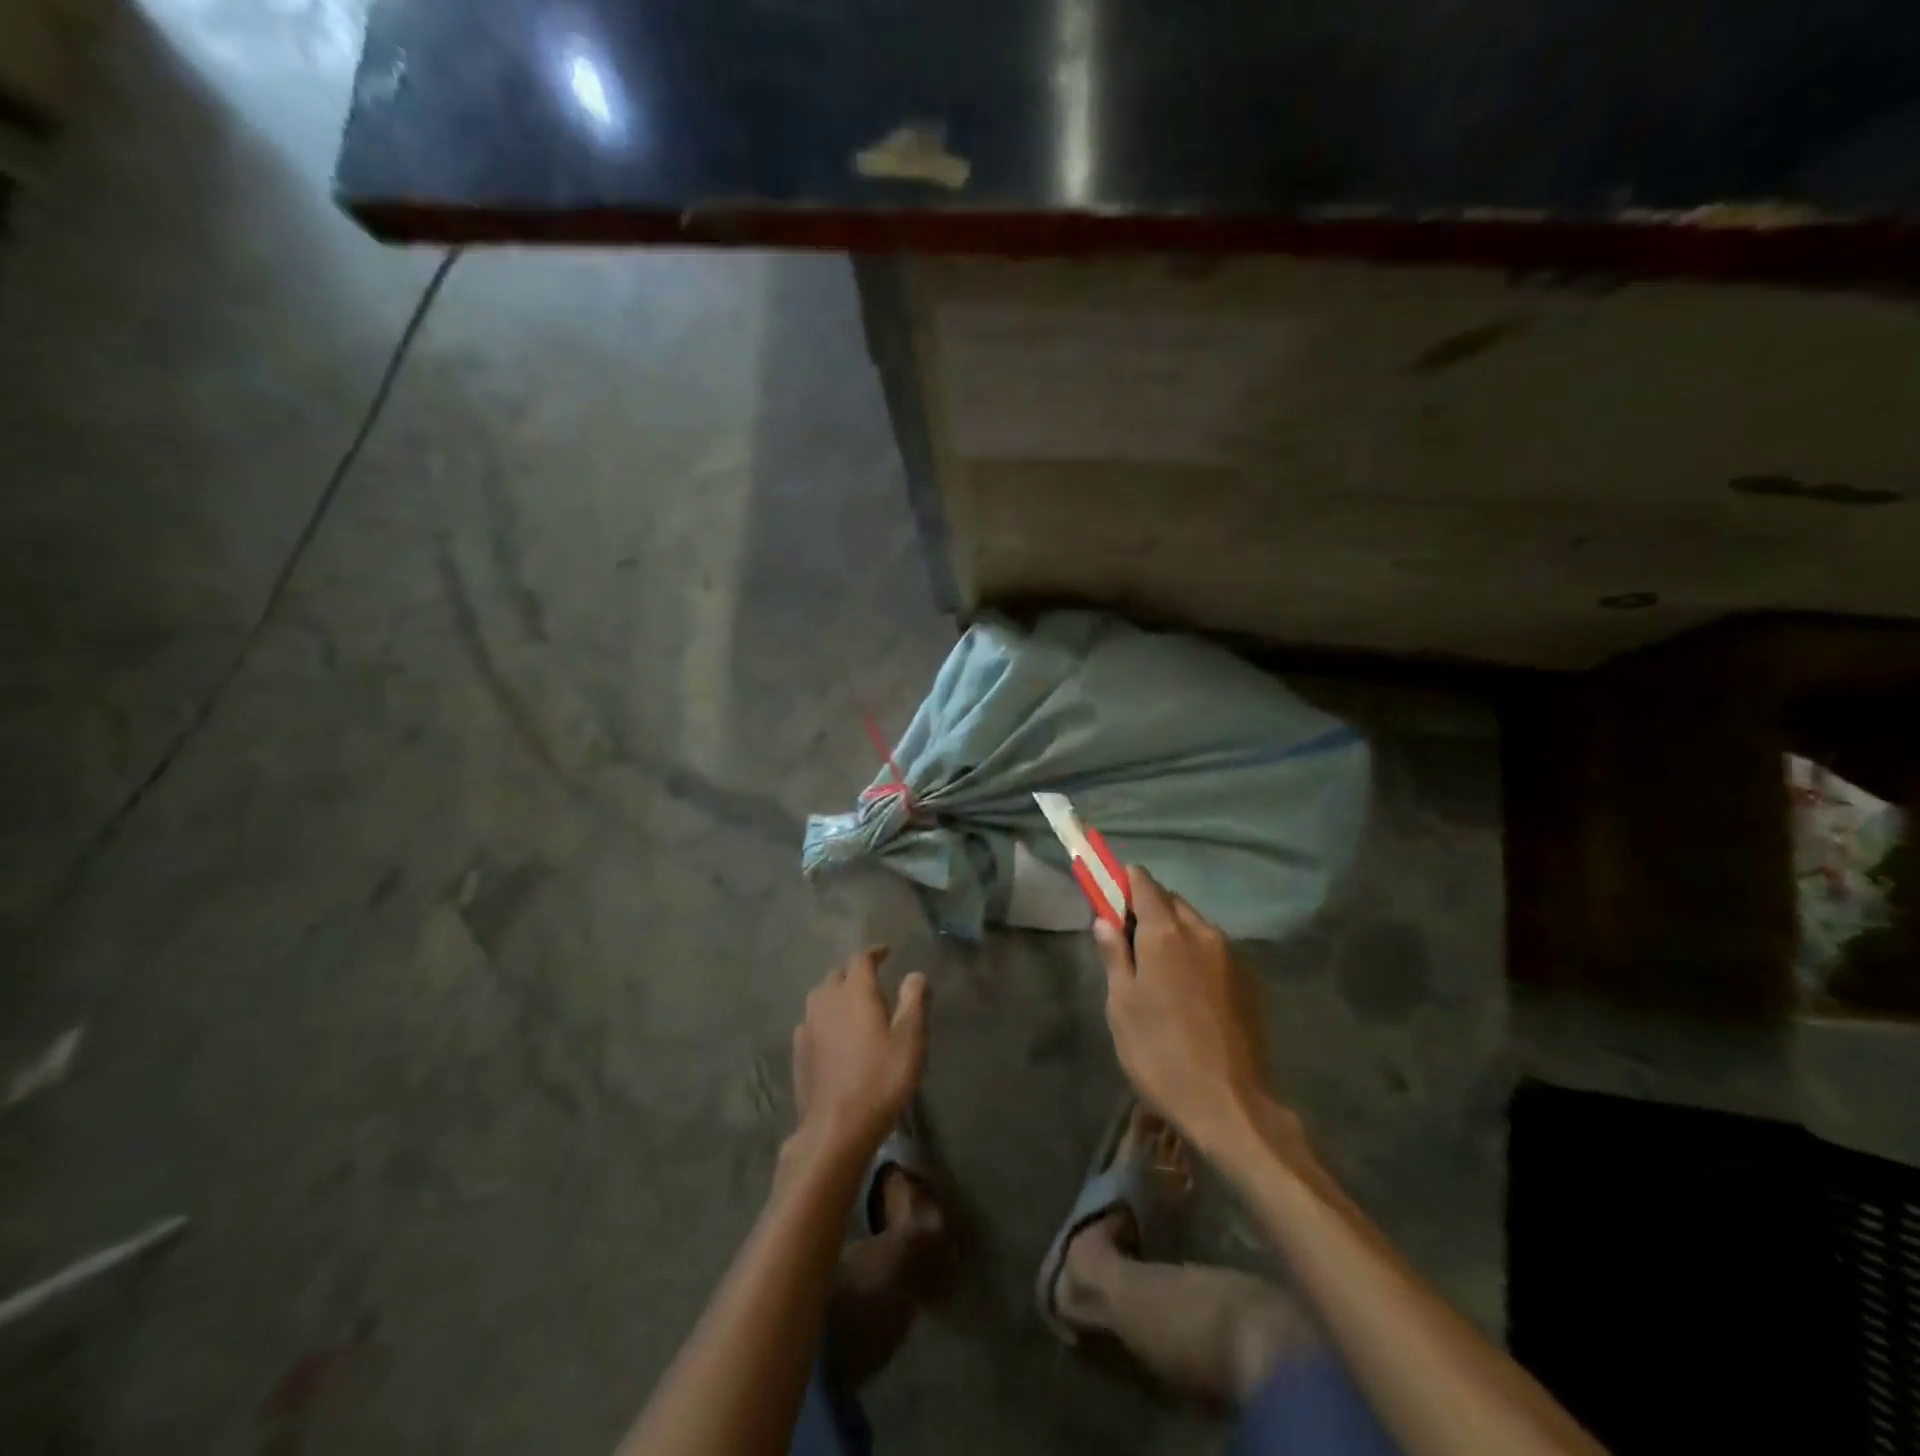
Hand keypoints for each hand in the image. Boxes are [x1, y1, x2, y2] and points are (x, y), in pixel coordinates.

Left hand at [790, 947, 928, 1162]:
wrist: (836, 1127)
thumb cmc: (881, 1079)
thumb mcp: (910, 1039)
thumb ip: (913, 1001)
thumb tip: (915, 974)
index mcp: (855, 991)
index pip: (861, 959)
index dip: (874, 953)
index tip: (886, 952)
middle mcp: (827, 1000)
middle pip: (838, 974)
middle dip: (854, 972)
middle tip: (872, 980)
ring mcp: (808, 1025)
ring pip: (821, 996)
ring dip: (836, 993)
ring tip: (852, 1004)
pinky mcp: (799, 1050)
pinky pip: (812, 1020)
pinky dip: (825, 1017)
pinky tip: (833, 1033)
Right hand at [1094, 867, 1271, 1155]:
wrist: (1230, 1104)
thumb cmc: (1160, 1052)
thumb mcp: (1122, 1005)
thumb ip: (1114, 955)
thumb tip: (1104, 919)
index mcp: (1166, 933)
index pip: (1144, 884)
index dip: (1124, 882)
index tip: (1110, 894)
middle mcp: (1202, 932)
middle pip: (1172, 902)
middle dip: (1149, 908)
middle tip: (1129, 938)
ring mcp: (1231, 955)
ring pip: (1195, 925)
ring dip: (1174, 931)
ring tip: (1158, 968)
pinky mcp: (1250, 980)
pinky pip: (1215, 950)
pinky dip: (1196, 953)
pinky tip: (1187, 988)